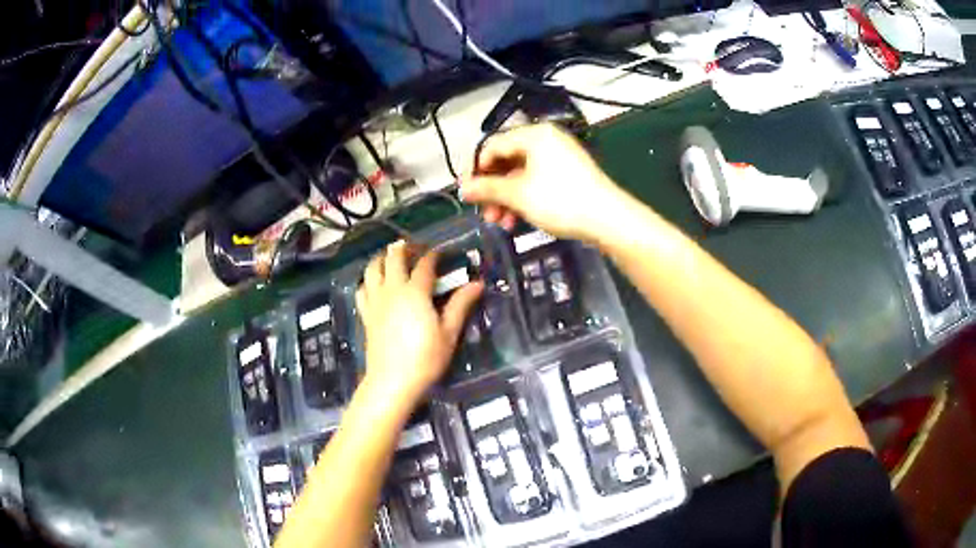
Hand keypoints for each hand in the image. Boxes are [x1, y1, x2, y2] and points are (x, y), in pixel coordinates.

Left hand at [356, 241, 483, 403]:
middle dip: (405, 248)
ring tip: (393, 259)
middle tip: (416, 248)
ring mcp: (375, 300)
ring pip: (373, 268)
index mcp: (415, 292)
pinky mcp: (366, 313)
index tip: (441, 253)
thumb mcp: (449, 333)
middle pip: (394, 257)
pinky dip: (369, 280)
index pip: (424, 264)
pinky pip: (362, 288)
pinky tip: (375, 284)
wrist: (392, 381)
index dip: (433, 255)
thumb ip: (460, 305)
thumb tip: (477, 284)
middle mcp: (392, 289)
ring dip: (383, 258)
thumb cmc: (425, 359)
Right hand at [460, 123, 629, 243]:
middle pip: (506, 160)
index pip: (492, 145)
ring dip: (506, 198)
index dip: (474, 169)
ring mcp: (558, 157)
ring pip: (520, 174)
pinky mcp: (567, 174)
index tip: (466, 193)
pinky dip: (523, 198)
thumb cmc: (560, 200)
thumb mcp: (518, 195)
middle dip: (492, 189)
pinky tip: (517, 220)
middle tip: (483, 212)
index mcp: (534, 135)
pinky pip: (536, 181)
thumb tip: (462, 189)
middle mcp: (545, 140)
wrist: (608, 219)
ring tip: (500, 222)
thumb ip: (487, 189)